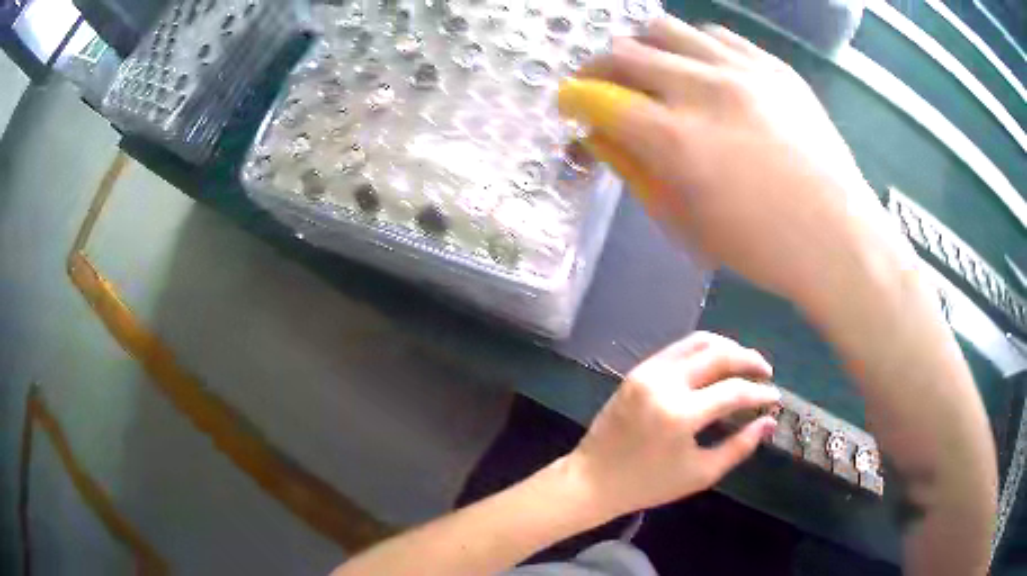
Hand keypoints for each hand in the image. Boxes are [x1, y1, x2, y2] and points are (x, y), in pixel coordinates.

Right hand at [559, 18, 901, 303]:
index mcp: (676, 141)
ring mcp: (743, 70)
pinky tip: (701, 70)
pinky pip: (715, 35)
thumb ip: (634, 171)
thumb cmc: (761, 248)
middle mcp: (704, 90)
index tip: (572, 106)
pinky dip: (693, 48)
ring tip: (652, 72)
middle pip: (624, 52)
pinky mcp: (773, 66)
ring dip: (644, 48)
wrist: (839, 238)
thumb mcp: (684, 225)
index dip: (574, 100)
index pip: (598, 98)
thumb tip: (598, 135)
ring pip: (665, 29)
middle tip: (604, 89)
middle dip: (599, 69)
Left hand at [566, 332, 779, 518]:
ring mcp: (648, 372)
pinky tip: (716, 364)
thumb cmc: (649, 484)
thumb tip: (769, 422)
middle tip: (766, 372)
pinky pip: (678, 349)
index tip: (776, 398)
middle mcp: (664, 383)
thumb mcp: (700, 473)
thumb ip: (739, 446)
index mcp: (680, 414)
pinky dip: (703, 351)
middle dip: (749, 359)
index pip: (733, 391)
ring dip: (727, 348)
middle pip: (718, 354)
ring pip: (698, 342)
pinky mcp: (637, 370)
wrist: (593, 478)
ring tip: (745, 364)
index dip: (760, 393)